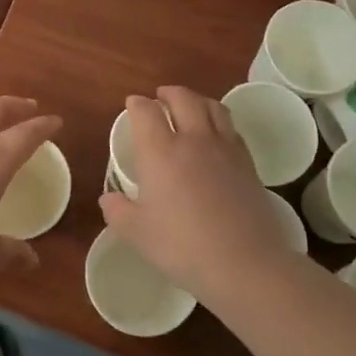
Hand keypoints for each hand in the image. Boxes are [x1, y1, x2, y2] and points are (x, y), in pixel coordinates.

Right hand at [98, 87, 296, 296]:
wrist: (245, 263)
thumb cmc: (182, 247)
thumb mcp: (137, 234)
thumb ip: (118, 211)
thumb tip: (108, 198)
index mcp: (160, 151)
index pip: (146, 112)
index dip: (137, 104)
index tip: (132, 105)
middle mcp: (193, 139)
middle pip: (183, 99)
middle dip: (168, 93)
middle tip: (160, 98)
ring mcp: (225, 148)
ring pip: (212, 107)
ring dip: (197, 100)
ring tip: (190, 107)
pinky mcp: (248, 163)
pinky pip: (231, 128)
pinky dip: (219, 122)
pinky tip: (216, 136)